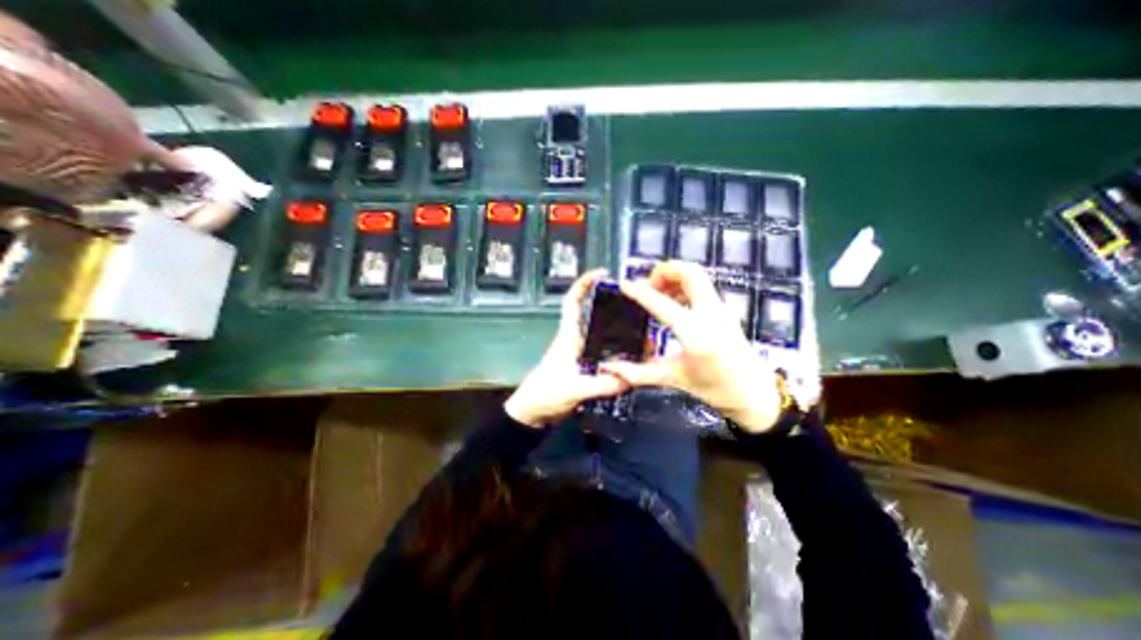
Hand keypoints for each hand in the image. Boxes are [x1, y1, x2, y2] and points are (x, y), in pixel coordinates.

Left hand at [502, 267, 628, 428]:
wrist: (533, 413)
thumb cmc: (545, 393)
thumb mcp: (573, 388)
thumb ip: (601, 384)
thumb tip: (631, 377)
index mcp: (568, 336)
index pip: (572, 302)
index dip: (583, 284)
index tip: (601, 273)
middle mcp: (577, 340)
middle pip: (595, 316)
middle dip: (614, 306)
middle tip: (639, 306)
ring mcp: (583, 355)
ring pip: (604, 336)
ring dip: (621, 332)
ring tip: (645, 331)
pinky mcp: (587, 368)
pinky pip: (607, 355)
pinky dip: (620, 354)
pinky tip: (636, 358)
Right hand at [598, 260, 784, 434]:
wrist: (756, 393)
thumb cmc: (715, 389)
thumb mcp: (674, 379)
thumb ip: (638, 373)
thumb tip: (609, 369)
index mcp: (695, 334)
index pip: (661, 303)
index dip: (639, 291)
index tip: (623, 284)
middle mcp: (710, 313)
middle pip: (689, 272)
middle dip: (664, 271)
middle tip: (647, 285)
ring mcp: (721, 308)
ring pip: (697, 275)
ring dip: (674, 276)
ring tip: (658, 292)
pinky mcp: (725, 308)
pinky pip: (702, 285)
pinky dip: (684, 284)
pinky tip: (673, 301)